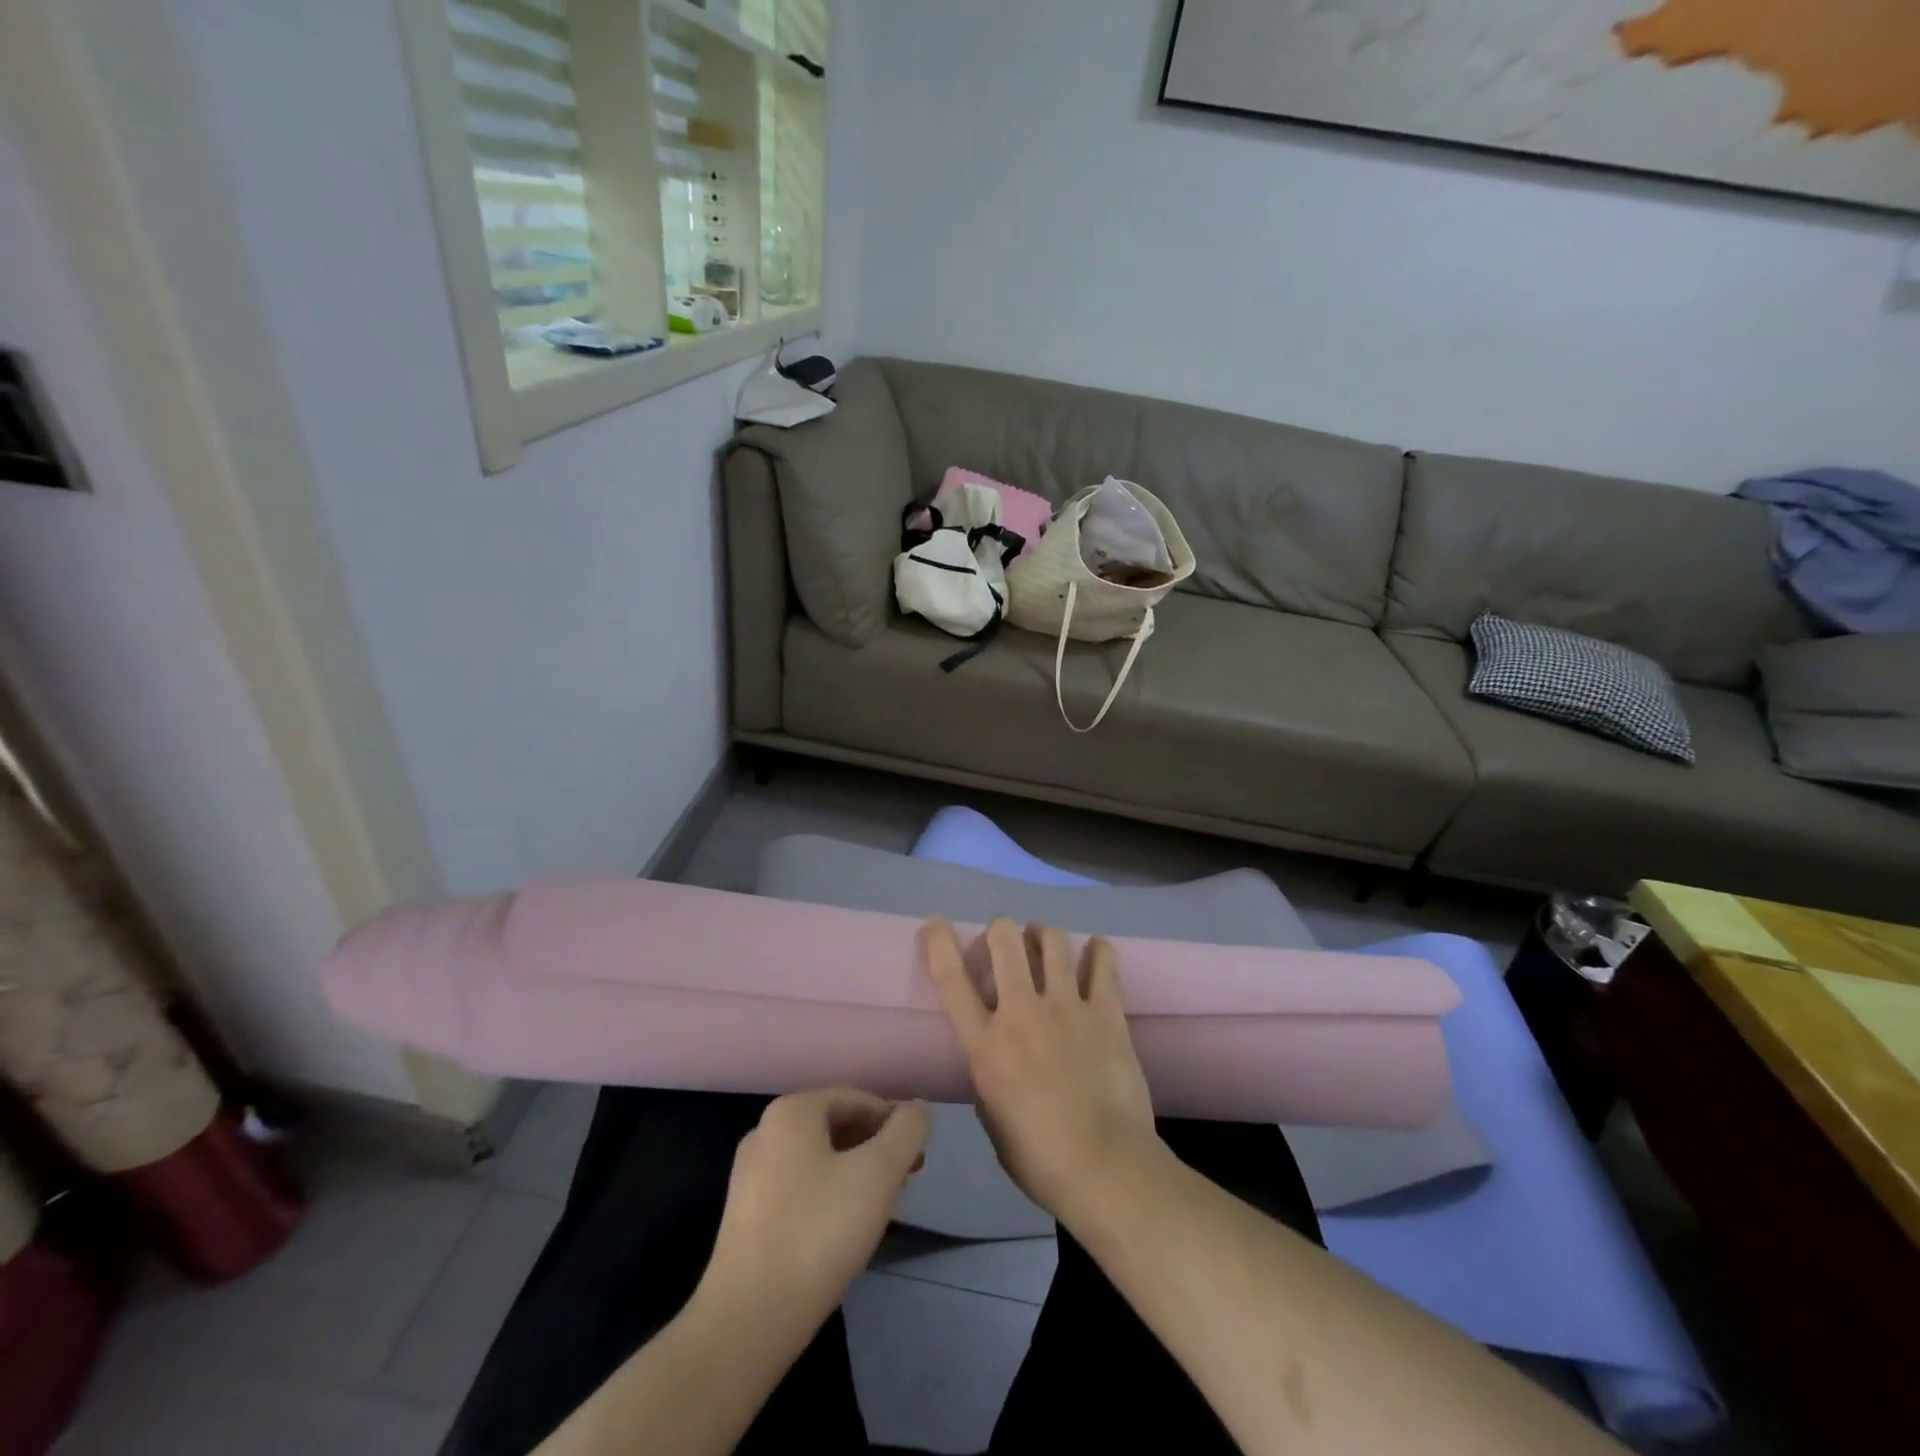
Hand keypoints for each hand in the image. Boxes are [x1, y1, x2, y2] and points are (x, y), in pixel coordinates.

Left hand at [700, 1090, 929, 1330]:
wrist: (748, 1321)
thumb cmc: (819, 1233)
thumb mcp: (879, 1175)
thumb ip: (907, 1132)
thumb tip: (917, 1110)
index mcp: (792, 1111)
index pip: (858, 1100)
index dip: (894, 1124)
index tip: (917, 1161)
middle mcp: (765, 1131)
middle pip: (836, 1126)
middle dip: (875, 1149)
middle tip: (903, 1183)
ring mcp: (749, 1174)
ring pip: (818, 1158)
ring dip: (854, 1173)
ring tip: (878, 1209)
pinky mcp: (745, 1215)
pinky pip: (798, 1187)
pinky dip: (827, 1195)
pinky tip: (841, 1230)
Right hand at [924, 917, 1162, 1226]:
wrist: (1106, 1170)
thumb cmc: (1040, 1160)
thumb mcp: (992, 1119)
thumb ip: (989, 1075)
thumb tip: (997, 1055)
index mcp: (986, 1045)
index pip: (952, 980)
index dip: (940, 944)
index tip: (936, 924)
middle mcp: (1022, 1014)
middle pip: (1005, 941)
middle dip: (1001, 930)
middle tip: (1007, 941)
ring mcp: (1067, 1009)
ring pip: (1052, 942)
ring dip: (1044, 935)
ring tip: (1046, 942)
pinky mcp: (1106, 1013)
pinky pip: (1103, 964)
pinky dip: (1098, 951)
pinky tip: (1095, 952)